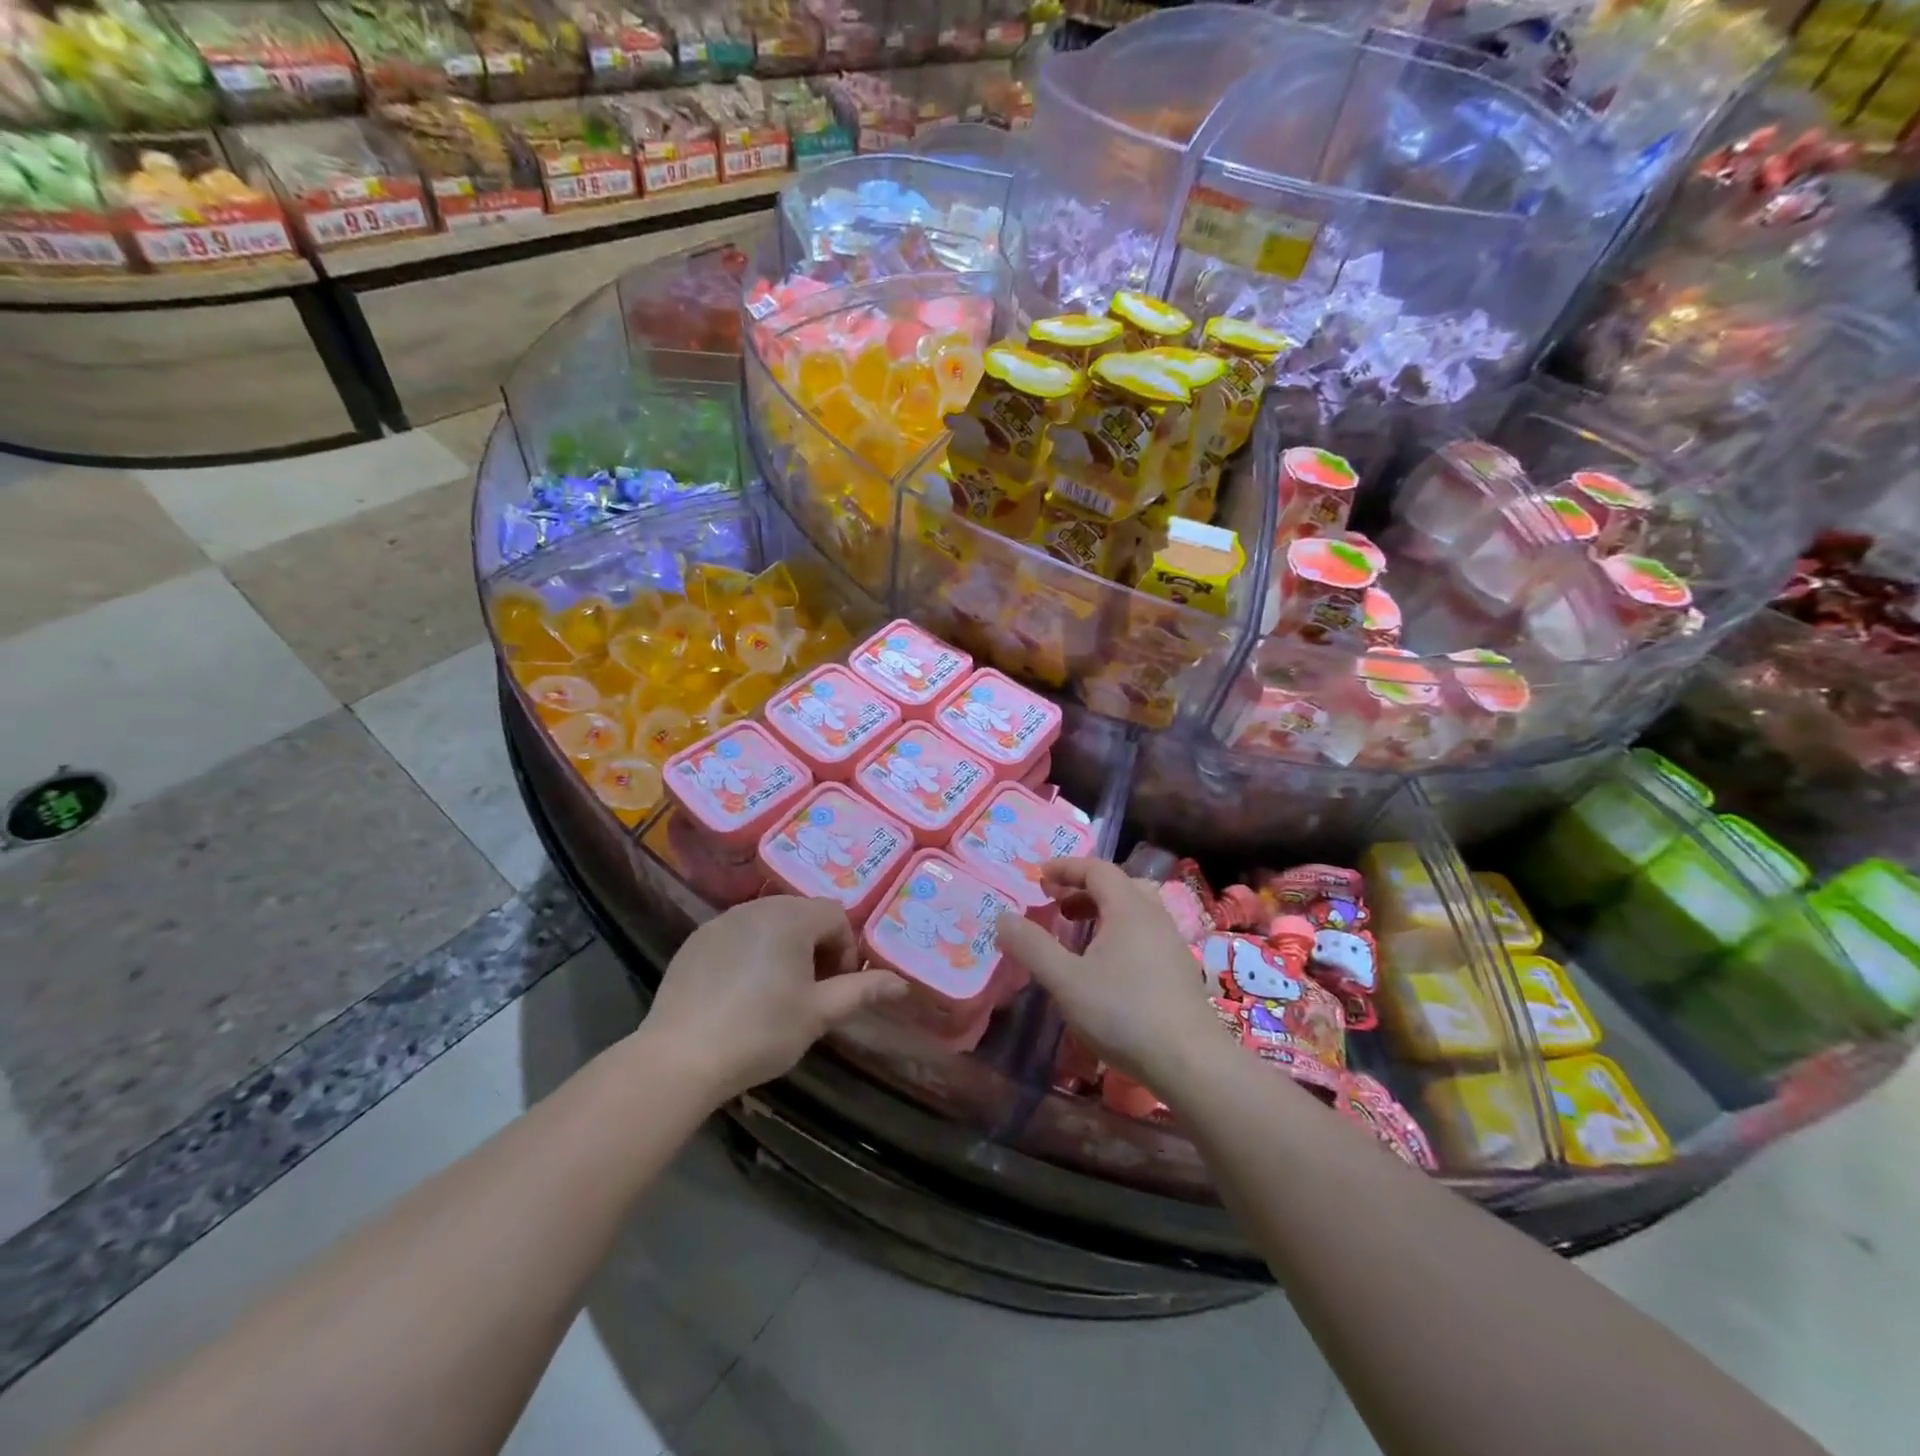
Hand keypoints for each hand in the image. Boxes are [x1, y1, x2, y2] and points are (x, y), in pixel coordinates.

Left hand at [644, 896, 906, 1102]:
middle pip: (802, 914)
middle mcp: (756, 907)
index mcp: (791, 917)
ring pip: (768, 922)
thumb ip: (861, 991)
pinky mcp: (695, 940)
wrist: (680, 1058)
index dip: (844, 950)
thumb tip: (902, 983)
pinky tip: (740, 992)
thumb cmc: (760, 1032)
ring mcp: (721, 921)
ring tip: (776, 991)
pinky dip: (750, 952)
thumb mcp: (818, 1014)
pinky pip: (737, 934)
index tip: (835, 988)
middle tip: (810, 991)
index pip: (835, 915)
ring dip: (783, 947)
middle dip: (815, 946)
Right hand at [994, 859, 1227, 1095]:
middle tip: (1055, 905)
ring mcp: (1171, 944)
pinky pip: (1143, 935)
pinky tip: (1104, 969)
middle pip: (1118, 886)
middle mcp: (1154, 917)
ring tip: (1076, 936)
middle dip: (1082, 889)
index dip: (1066, 867)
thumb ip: (1032, 946)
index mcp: (1129, 908)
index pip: (1097, 869)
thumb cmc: (1124, 1013)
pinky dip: (1117, 934)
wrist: (1192, 1063)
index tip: (1039, 877)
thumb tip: (1002, 918)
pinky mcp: (1179, 971)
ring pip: (1133, 912)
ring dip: (1101, 913)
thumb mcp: (1066, 980)